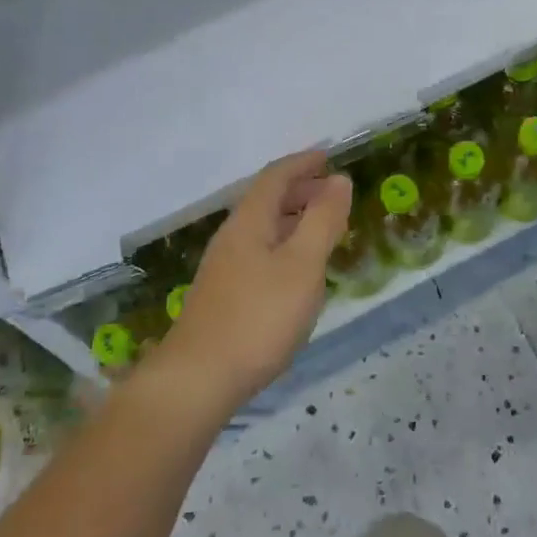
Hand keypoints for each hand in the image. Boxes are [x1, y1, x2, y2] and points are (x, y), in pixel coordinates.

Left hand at [155, 151, 351, 412]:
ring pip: (263, 228)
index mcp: (250, 221)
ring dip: (293, 218)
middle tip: (333, 193)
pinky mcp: (224, 295)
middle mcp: (232, 237)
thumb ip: (323, 220)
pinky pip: (260, 252)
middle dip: (300, 189)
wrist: (197, 380)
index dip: (303, 162)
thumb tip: (339, 180)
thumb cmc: (258, 317)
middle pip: (267, 200)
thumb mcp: (303, 266)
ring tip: (323, 228)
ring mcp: (224, 268)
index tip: (328, 156)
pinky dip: (285, 245)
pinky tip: (298, 271)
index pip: (276, 176)